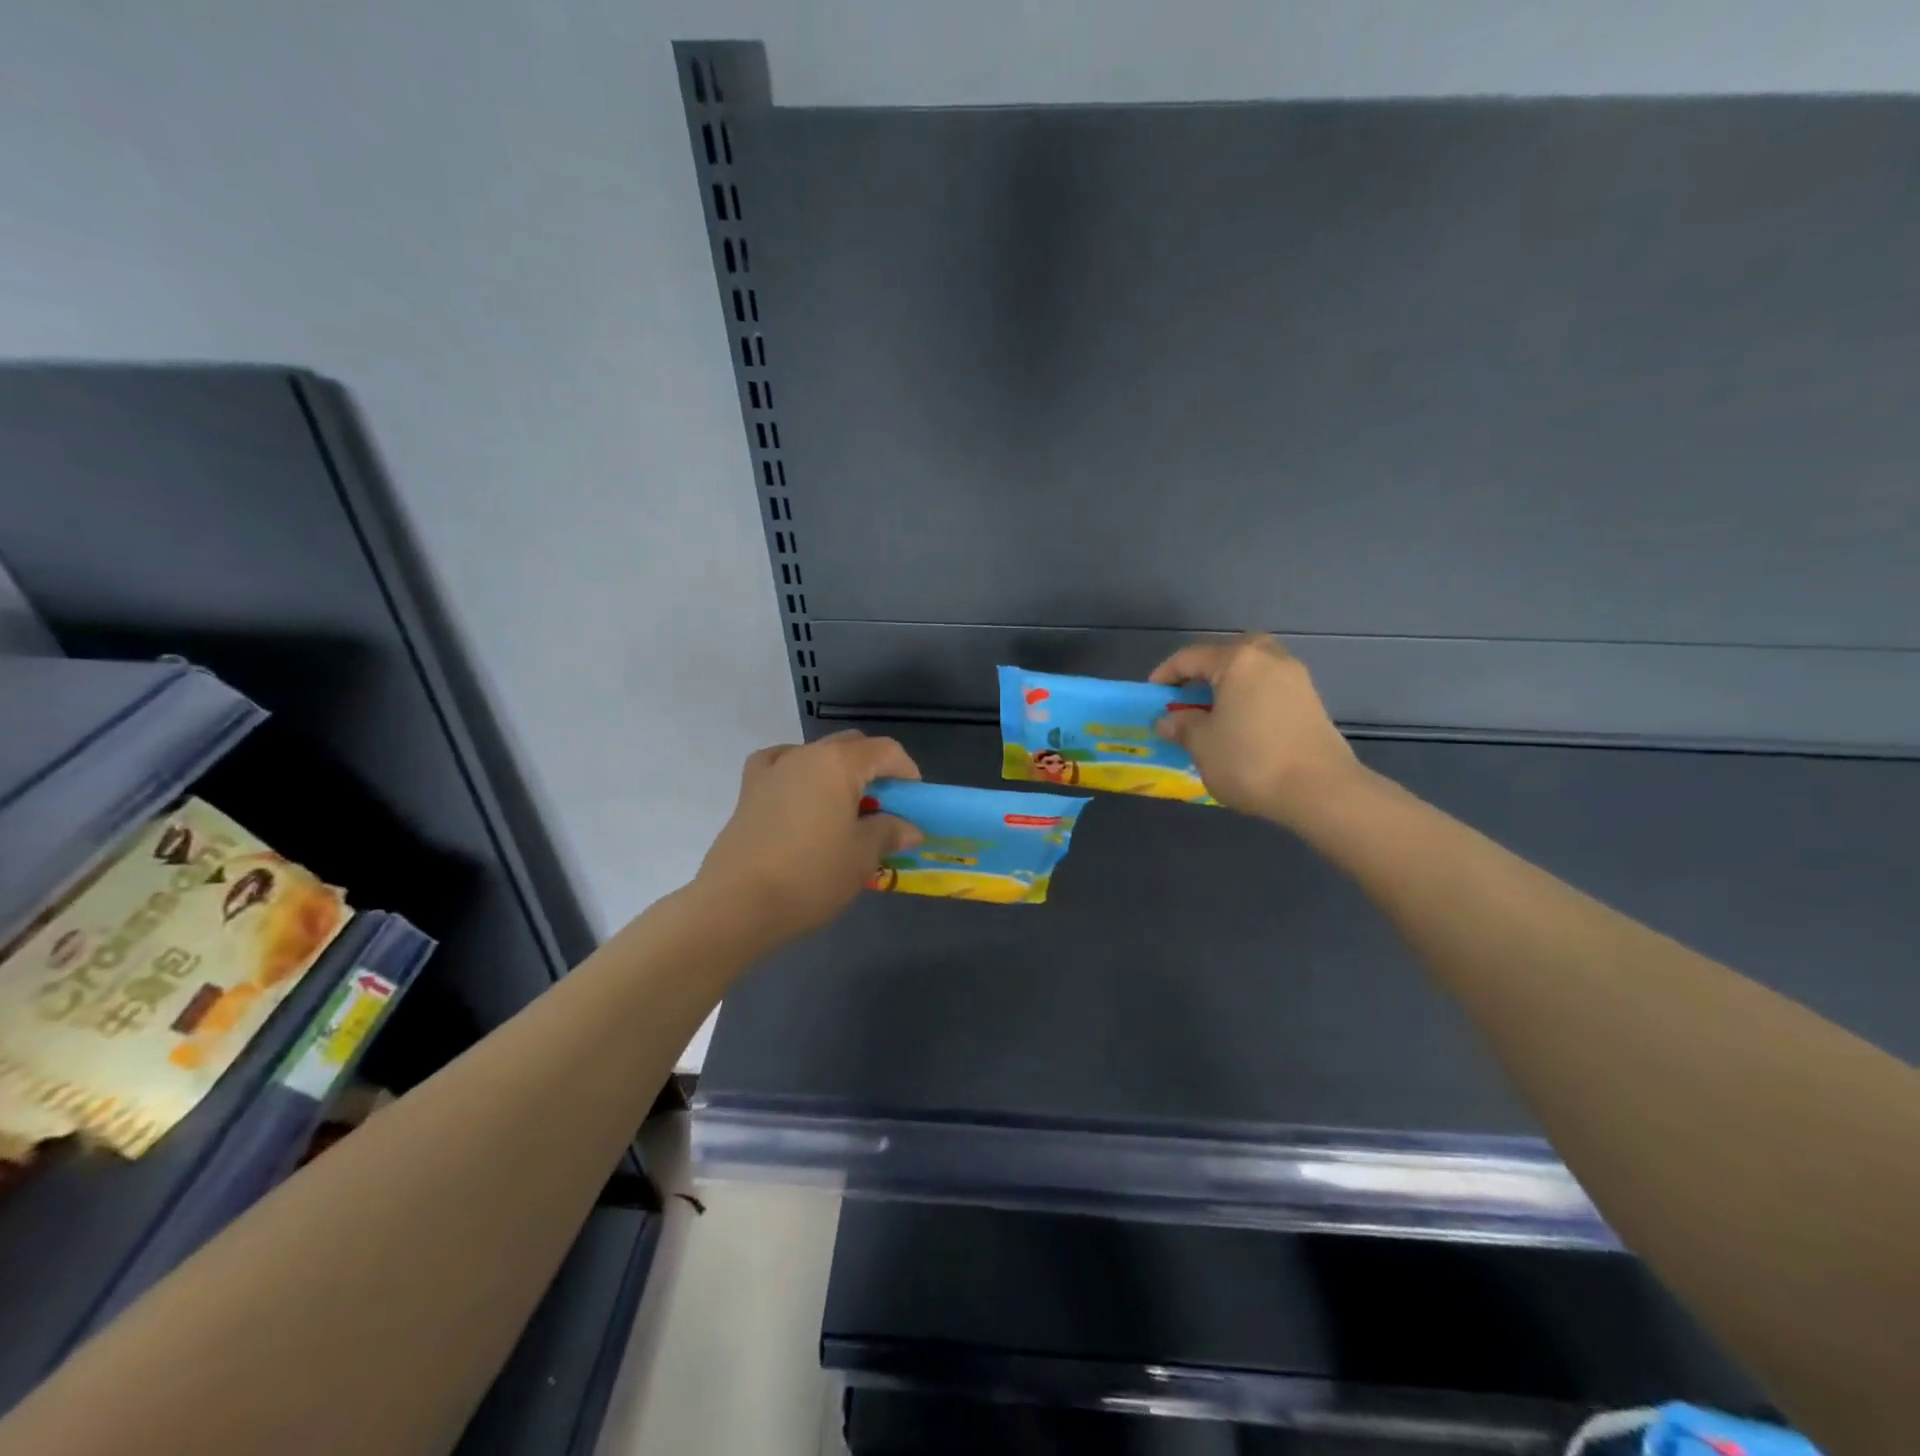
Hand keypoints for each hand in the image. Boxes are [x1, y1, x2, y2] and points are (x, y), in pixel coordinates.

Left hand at [696, 730, 923, 944]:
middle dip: (874, 769)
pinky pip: (781, 766)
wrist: (738, 903)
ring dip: (838, 773)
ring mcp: (773, 769)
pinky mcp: (749, 790)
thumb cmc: (811, 876)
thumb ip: (889, 832)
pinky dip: (799, 773)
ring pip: (816, 755)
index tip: (914, 801)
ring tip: (843, 809)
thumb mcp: (862, 857)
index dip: (906, 771)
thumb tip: (908, 829)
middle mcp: (806, 755)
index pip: (885, 750)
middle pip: (850, 746)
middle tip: (884, 807)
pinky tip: (801, 795)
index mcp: (839, 764)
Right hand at [1150, 634, 1362, 826]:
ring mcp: (1296, 679)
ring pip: (1253, 671)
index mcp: (1238, 661)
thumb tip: (1168, 720)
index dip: (1166, 675)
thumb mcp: (1202, 745)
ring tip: (1214, 713)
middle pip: (1228, 655)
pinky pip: (1270, 689)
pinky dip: (1251, 698)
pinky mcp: (1311, 702)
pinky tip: (1242, 725)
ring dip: (1230, 685)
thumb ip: (1182, 726)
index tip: (1152, 696)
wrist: (1320, 790)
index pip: (1191, 658)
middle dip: (1204, 673)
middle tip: (1188, 696)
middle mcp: (1269, 659)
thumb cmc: (1250, 760)